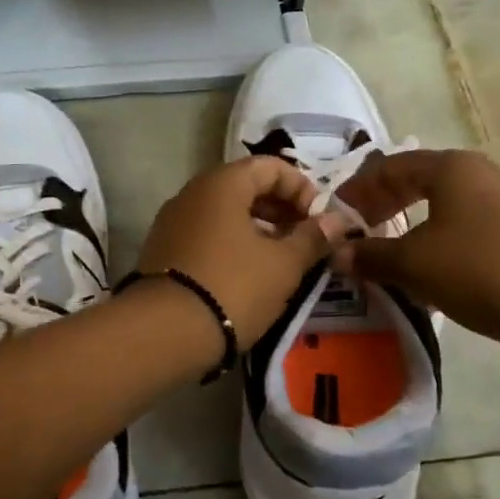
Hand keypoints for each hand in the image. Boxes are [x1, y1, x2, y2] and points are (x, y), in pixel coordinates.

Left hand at [138, 156, 349, 349]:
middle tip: (303, 240)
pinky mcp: (162, 250)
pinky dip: (231, 244)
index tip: (318, 220)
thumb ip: (312, 238)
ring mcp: (173, 221)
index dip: (301, 188)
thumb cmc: (233, 287)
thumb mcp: (283, 265)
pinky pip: (205, 233)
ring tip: (279, 261)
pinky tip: (247, 275)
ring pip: (224, 212)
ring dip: (257, 229)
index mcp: (222, 183)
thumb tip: (337, 220)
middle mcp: (192, 192)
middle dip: (280, 208)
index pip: (270, 166)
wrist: (163, 332)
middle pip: (245, 186)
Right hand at [332, 150, 499, 377]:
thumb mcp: (412, 263)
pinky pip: (463, 235)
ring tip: (383, 257)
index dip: (357, 189)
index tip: (335, 216)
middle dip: (382, 207)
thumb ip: (370, 255)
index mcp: (452, 168)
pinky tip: (423, 280)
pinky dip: (436, 249)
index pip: (390, 166)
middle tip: (356, 234)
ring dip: (408, 231)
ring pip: (441, 211)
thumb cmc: (479, 270)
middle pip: (417, 183)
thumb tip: (339, 254)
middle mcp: (479, 178)